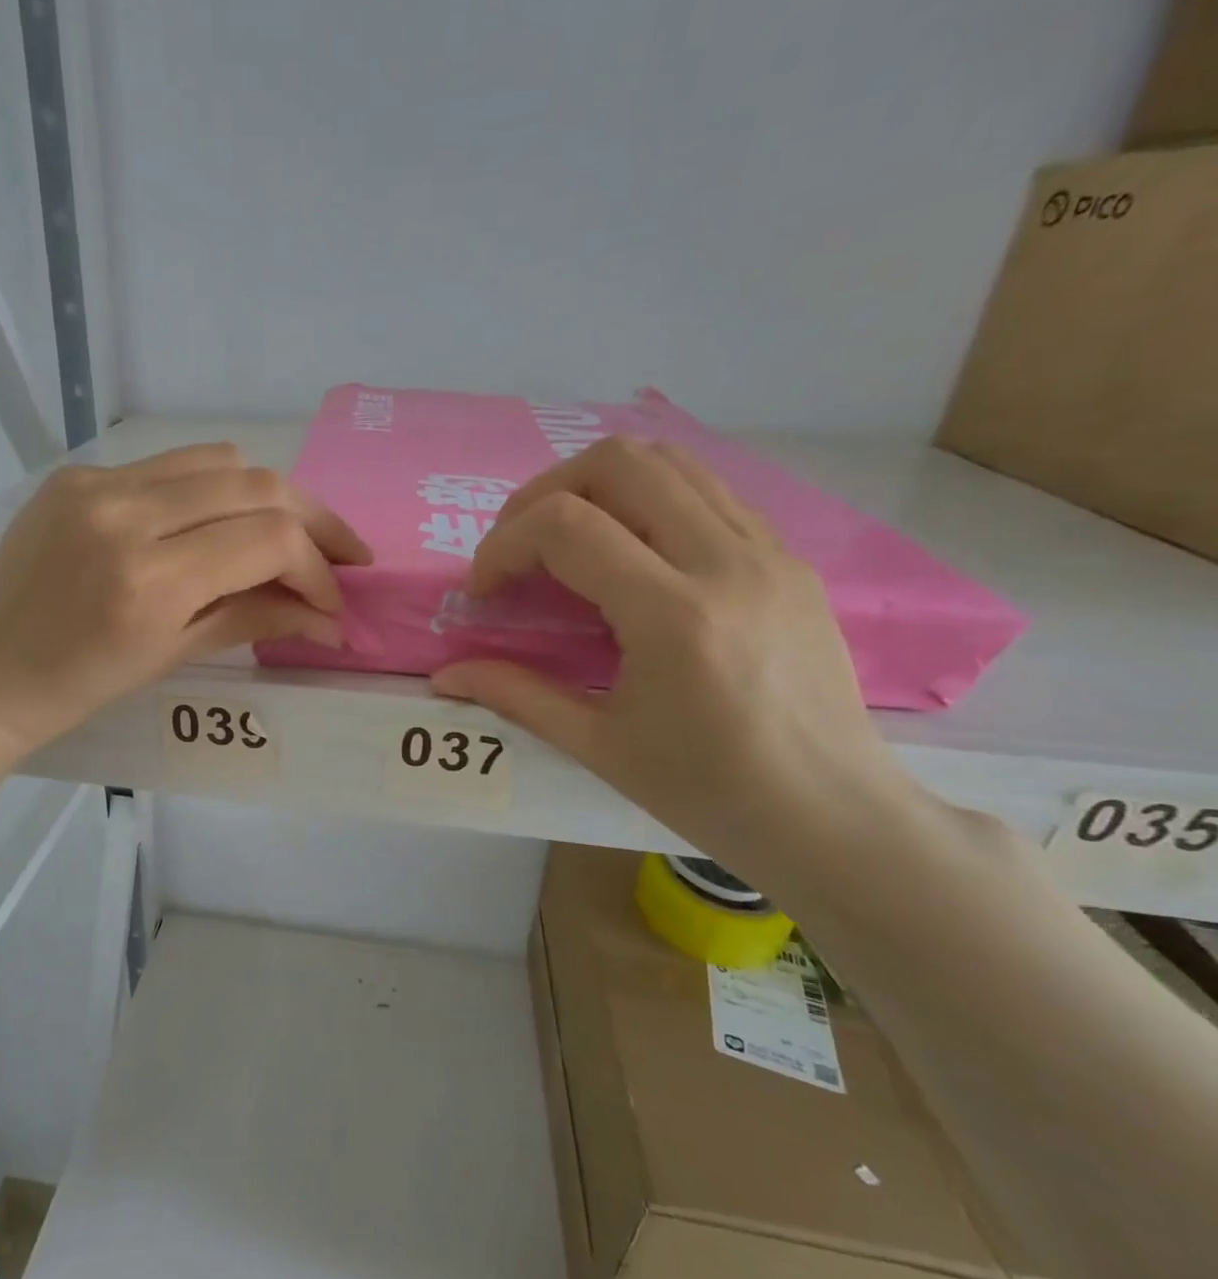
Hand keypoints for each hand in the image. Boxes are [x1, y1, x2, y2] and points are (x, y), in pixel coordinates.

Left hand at [0, 444, 370, 830]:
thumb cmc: (76, 688)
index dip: (318, 567)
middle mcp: (127, 515)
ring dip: (266, 496)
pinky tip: (214, 525)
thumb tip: (328, 616)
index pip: (270, 539)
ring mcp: (97, 485)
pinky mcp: (77, 475)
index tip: (333, 599)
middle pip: (256, 484)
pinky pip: (167, 466)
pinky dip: (209, 491)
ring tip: (285, 536)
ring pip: (218, 460)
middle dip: (314, 519)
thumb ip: (255, 619)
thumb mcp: (172, 656)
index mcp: (150, 579)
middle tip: (342, 552)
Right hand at [432, 437, 922, 880]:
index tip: (485, 592)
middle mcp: (726, 562)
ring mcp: (767, 552)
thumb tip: (444, 675)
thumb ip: (515, 694)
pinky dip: (647, 500)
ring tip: (565, 540)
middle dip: (543, 494)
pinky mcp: (788, 559)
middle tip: (518, 548)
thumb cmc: (709, 792)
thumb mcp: (598, 746)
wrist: (834, 817)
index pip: (566, 526)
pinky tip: (628, 554)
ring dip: (596, 485)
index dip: (503, 545)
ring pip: (669, 461)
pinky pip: (707, 492)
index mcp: (674, 615)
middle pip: (618, 463)